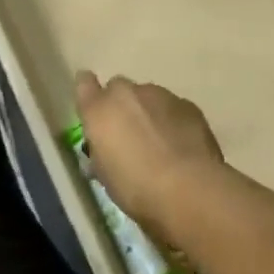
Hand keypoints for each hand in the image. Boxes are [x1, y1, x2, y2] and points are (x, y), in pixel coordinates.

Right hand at [74, 71, 223, 239]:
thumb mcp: (106, 177)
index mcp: (100, 111)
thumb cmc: (137, 189)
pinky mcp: (187, 104)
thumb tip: (104, 149)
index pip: (84, 84)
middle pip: (118, 88)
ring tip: (160, 144)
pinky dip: (172, 121)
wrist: (189, 190)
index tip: (94, 107)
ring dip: (148, 113)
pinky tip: (181, 146)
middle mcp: (127, 94)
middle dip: (121, 106)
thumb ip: (101, 151)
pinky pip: (172, 107)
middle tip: (129, 135)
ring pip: (147, 96)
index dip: (89, 93)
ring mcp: (159, 94)